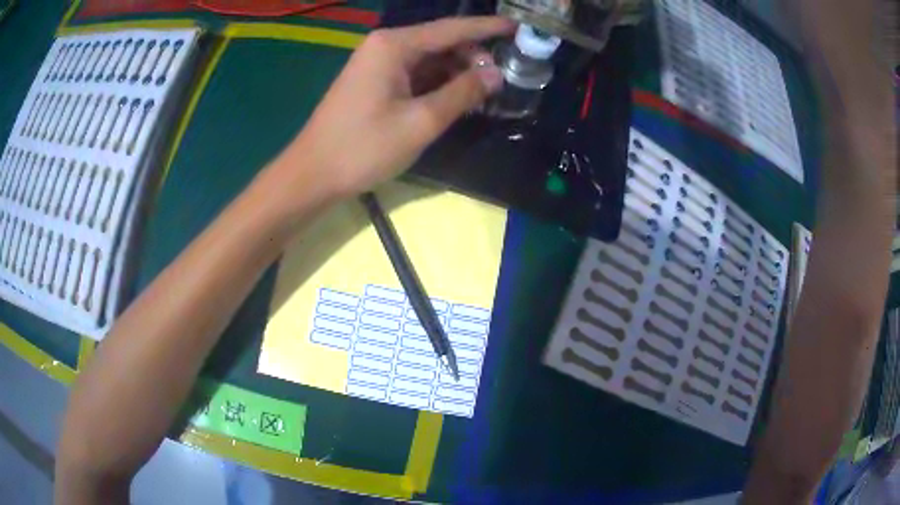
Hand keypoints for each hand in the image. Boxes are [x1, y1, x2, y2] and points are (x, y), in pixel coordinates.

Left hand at [272, 16, 513, 201]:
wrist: (313, 174)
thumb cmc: (363, 147)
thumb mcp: (421, 122)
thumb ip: (462, 93)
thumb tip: (496, 74)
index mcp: (394, 45)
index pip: (452, 29)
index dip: (488, 27)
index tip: (519, 27)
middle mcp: (385, 45)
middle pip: (441, 41)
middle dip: (473, 56)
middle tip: (502, 79)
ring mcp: (378, 63)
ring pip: (430, 59)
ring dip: (457, 72)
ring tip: (485, 92)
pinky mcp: (375, 81)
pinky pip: (415, 74)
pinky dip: (438, 83)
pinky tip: (457, 97)